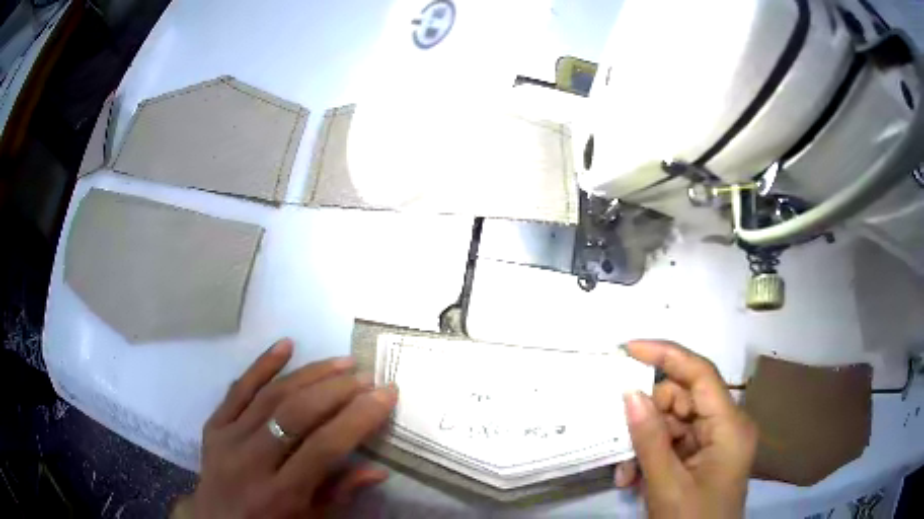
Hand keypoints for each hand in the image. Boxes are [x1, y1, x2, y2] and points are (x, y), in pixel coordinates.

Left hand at [178, 339, 397, 518]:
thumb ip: (341, 493)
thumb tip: (379, 469)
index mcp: (281, 494)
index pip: (324, 448)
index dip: (358, 419)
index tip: (386, 394)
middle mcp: (251, 462)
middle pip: (295, 415)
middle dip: (336, 391)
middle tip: (365, 376)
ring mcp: (227, 439)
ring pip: (270, 396)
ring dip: (309, 374)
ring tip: (341, 362)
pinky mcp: (213, 425)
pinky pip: (238, 389)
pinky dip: (262, 365)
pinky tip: (286, 345)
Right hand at [613, 341, 756, 518]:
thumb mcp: (667, 485)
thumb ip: (650, 440)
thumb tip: (630, 394)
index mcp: (730, 426)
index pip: (701, 374)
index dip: (667, 355)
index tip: (629, 348)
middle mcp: (726, 426)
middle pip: (684, 399)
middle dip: (649, 417)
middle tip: (620, 438)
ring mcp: (715, 442)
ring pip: (673, 422)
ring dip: (645, 442)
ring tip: (625, 473)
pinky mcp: (703, 457)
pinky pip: (673, 442)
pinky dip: (651, 456)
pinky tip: (634, 479)